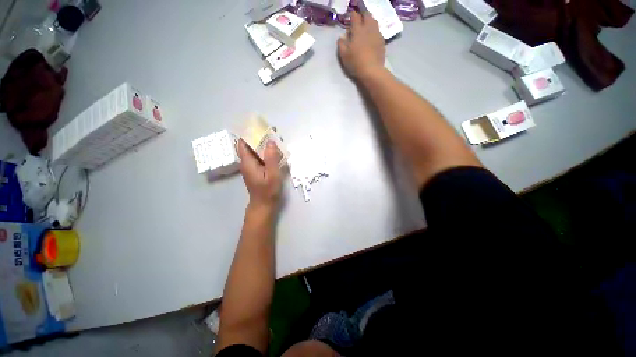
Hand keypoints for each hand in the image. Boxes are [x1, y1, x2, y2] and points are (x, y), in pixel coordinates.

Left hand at [237, 139, 282, 211]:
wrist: (264, 205)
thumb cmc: (267, 191)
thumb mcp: (272, 174)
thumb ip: (271, 158)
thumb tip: (271, 141)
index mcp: (248, 162)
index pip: (243, 142)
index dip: (250, 133)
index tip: (260, 126)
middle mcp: (247, 162)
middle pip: (250, 145)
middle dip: (260, 137)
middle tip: (274, 132)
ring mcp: (252, 166)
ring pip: (256, 151)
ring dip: (265, 144)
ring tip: (277, 139)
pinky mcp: (257, 170)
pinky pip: (261, 157)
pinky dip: (267, 152)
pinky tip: (277, 152)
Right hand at [337, 11, 385, 79]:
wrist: (372, 71)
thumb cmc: (356, 63)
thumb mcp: (343, 55)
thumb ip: (341, 44)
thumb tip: (341, 38)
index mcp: (358, 30)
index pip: (355, 16)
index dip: (352, 16)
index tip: (350, 20)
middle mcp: (368, 28)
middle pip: (367, 15)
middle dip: (362, 16)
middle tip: (358, 22)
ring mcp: (376, 34)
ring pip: (374, 21)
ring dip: (369, 22)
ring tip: (365, 29)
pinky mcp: (382, 41)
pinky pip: (378, 31)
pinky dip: (373, 31)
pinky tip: (371, 38)